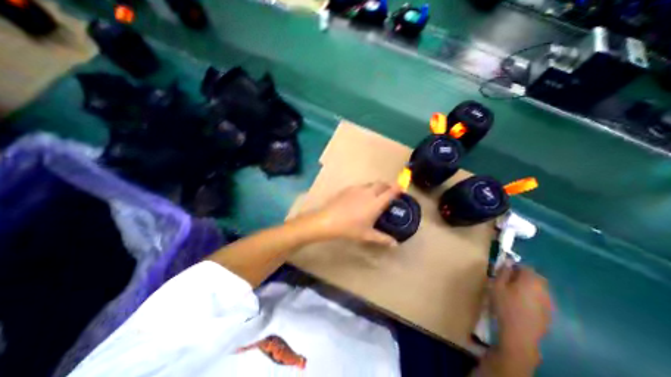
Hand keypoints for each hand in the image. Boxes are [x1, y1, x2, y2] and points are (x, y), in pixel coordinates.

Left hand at [305, 181, 399, 247]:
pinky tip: (359, 198)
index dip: (398, 188)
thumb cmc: (351, 228)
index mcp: (376, 202)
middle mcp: (369, 192)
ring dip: (376, 187)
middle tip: (388, 193)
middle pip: (381, 184)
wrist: (329, 220)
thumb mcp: (368, 235)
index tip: (402, 188)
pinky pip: (360, 186)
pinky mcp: (348, 188)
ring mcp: (357, 189)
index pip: (391, 192)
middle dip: (387, 186)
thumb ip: (383, 238)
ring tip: (374, 196)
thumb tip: (395, 244)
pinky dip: (365, 189)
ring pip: (370, 184)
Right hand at [494, 265, 553, 362]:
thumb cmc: (505, 305)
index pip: (526, 267)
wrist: (520, 333)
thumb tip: (508, 262)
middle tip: (509, 281)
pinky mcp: (549, 313)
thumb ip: (503, 272)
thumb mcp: (497, 285)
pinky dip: (533, 297)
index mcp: (531, 280)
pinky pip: (541, 299)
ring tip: (514, 292)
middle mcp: (544, 289)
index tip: (504, 271)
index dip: (515, 266)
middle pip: (535, 277)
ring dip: (529, 286)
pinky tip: (522, 304)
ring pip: (539, 288)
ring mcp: (549, 302)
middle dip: (523, 276)